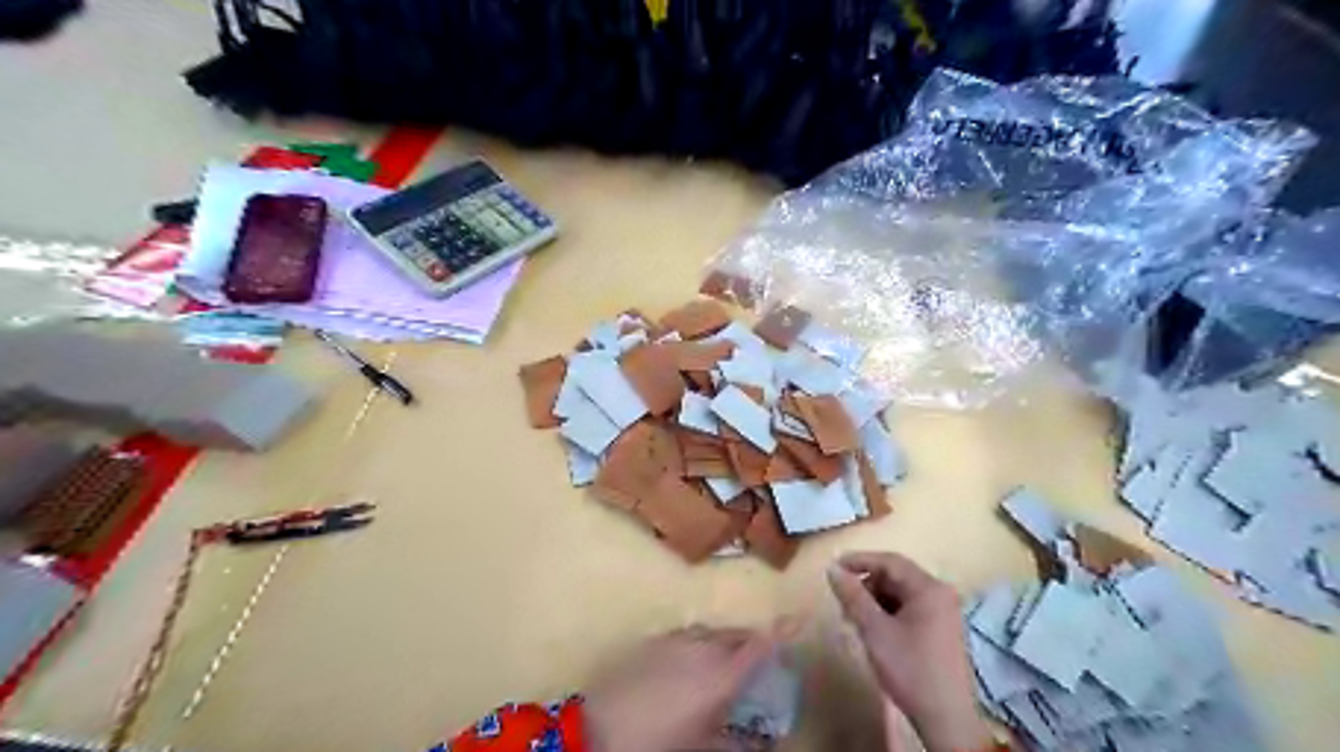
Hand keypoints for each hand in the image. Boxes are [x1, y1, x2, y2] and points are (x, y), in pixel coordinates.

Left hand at [585, 624, 773, 751]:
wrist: (596, 731)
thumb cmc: (658, 744)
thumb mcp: (702, 751)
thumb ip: (735, 744)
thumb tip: (759, 744)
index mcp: (720, 676)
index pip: (759, 646)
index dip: (782, 631)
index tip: (799, 618)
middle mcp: (701, 648)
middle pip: (737, 636)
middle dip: (753, 643)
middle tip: (762, 660)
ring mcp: (674, 641)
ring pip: (711, 634)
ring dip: (725, 644)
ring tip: (727, 665)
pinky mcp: (652, 642)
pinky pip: (688, 637)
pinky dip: (700, 646)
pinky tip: (691, 666)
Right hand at [834, 553, 988, 751]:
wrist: (946, 718)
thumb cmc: (910, 668)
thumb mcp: (874, 630)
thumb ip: (852, 596)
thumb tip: (832, 570)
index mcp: (929, 588)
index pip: (889, 561)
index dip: (859, 560)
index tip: (833, 568)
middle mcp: (940, 594)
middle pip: (896, 576)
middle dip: (866, 585)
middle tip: (842, 601)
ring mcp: (944, 613)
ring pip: (901, 593)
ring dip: (875, 600)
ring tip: (854, 619)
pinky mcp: (942, 630)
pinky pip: (909, 608)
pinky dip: (888, 613)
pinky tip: (874, 630)